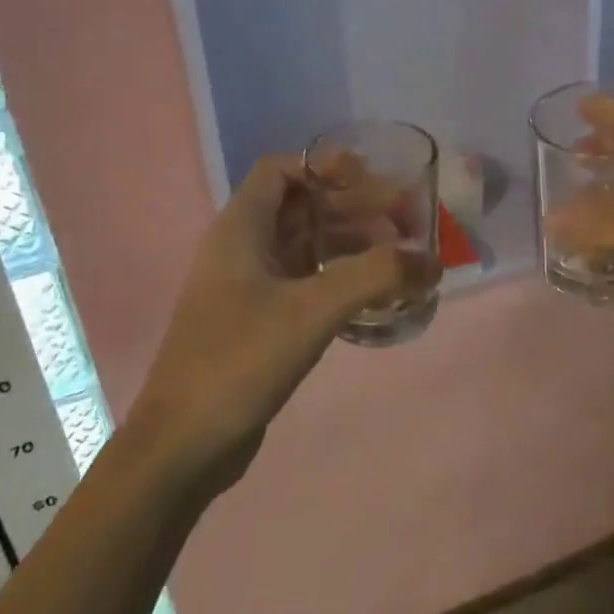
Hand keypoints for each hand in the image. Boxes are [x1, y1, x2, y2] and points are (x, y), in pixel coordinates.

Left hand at [124, 155, 436, 497]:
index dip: (325, 167)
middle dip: (351, 207)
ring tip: (398, 259)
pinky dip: (338, 279)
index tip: (372, 182)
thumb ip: (375, 277)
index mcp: (240, 228)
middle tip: (402, 220)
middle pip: (300, 207)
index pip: (281, 170)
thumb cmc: (238, 360)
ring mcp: (247, 287)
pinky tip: (372, 297)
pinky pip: (303, 282)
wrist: (182, 446)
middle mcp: (240, 248)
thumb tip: (431, 260)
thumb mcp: (311, 310)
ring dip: (349, 244)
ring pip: (304, 246)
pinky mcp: (257, 322)